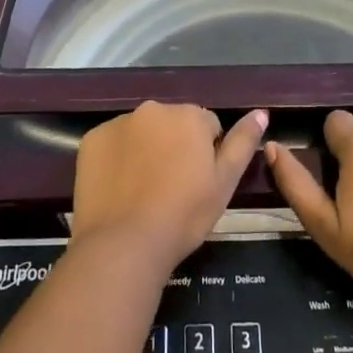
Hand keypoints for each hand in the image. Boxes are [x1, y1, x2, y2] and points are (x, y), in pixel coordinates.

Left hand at [71, 102, 267, 273]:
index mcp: (189, 116)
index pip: (207, 126)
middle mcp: (154, 108)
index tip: (197, 184)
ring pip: (141, 132)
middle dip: (175, 146)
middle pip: (172, 124)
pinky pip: (112, 143)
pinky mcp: (92, 139)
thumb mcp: (224, 183)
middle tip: (171, 188)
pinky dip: (117, 159)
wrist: (124, 244)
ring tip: (143, 191)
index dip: (206, 155)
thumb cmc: (183, 216)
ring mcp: (119, 122)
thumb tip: (261, 112)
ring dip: (146, 149)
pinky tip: (119, 188)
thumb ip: (243, 143)